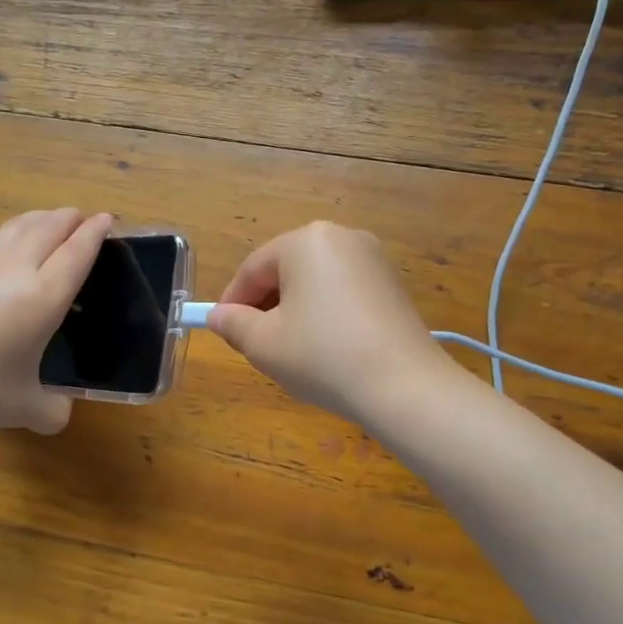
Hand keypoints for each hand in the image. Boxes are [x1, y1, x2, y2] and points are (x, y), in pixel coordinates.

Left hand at [0, 208, 112, 436]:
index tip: (106, 218)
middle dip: (70, 218)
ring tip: (50, 219)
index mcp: (42, 297)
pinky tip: (9, 246)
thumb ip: (51, 409)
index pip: (76, 253)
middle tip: (83, 217)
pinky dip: (13, 233)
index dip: (94, 233)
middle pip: (48, 228)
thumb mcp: (23, 407)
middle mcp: (15, 270)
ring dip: (40, 218)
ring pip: (18, 226)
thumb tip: (60, 414)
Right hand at [207, 221, 459, 426]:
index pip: (253, 268)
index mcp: (306, 240)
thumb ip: (233, 324)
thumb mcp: (263, 343)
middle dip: (265, 306)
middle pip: (286, 271)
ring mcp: (374, 259)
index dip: (232, 301)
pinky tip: (326, 350)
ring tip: (290, 351)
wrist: (404, 386)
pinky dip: (326, 315)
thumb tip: (218, 316)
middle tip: (255, 344)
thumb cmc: (322, 356)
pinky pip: (344, 293)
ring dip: (295, 311)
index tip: (222, 331)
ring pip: (316, 283)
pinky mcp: (393, 286)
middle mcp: (342, 237)